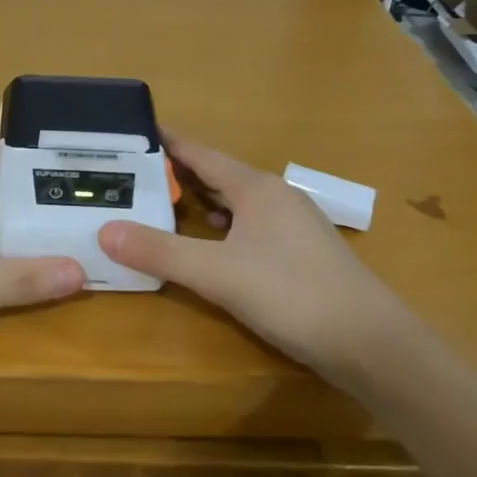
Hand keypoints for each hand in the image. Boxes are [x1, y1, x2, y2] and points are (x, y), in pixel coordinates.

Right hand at [98, 135, 412, 382]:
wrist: (372, 344)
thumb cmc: (293, 295)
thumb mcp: (217, 274)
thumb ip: (160, 252)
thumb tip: (103, 231)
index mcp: (256, 188)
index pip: (201, 153)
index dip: (167, 142)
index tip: (132, 132)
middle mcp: (276, 197)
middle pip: (218, 175)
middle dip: (177, 173)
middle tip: (133, 175)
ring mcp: (293, 225)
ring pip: (236, 202)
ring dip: (200, 201)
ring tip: (161, 204)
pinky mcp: (301, 254)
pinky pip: (250, 226)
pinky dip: (222, 227)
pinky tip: (211, 244)